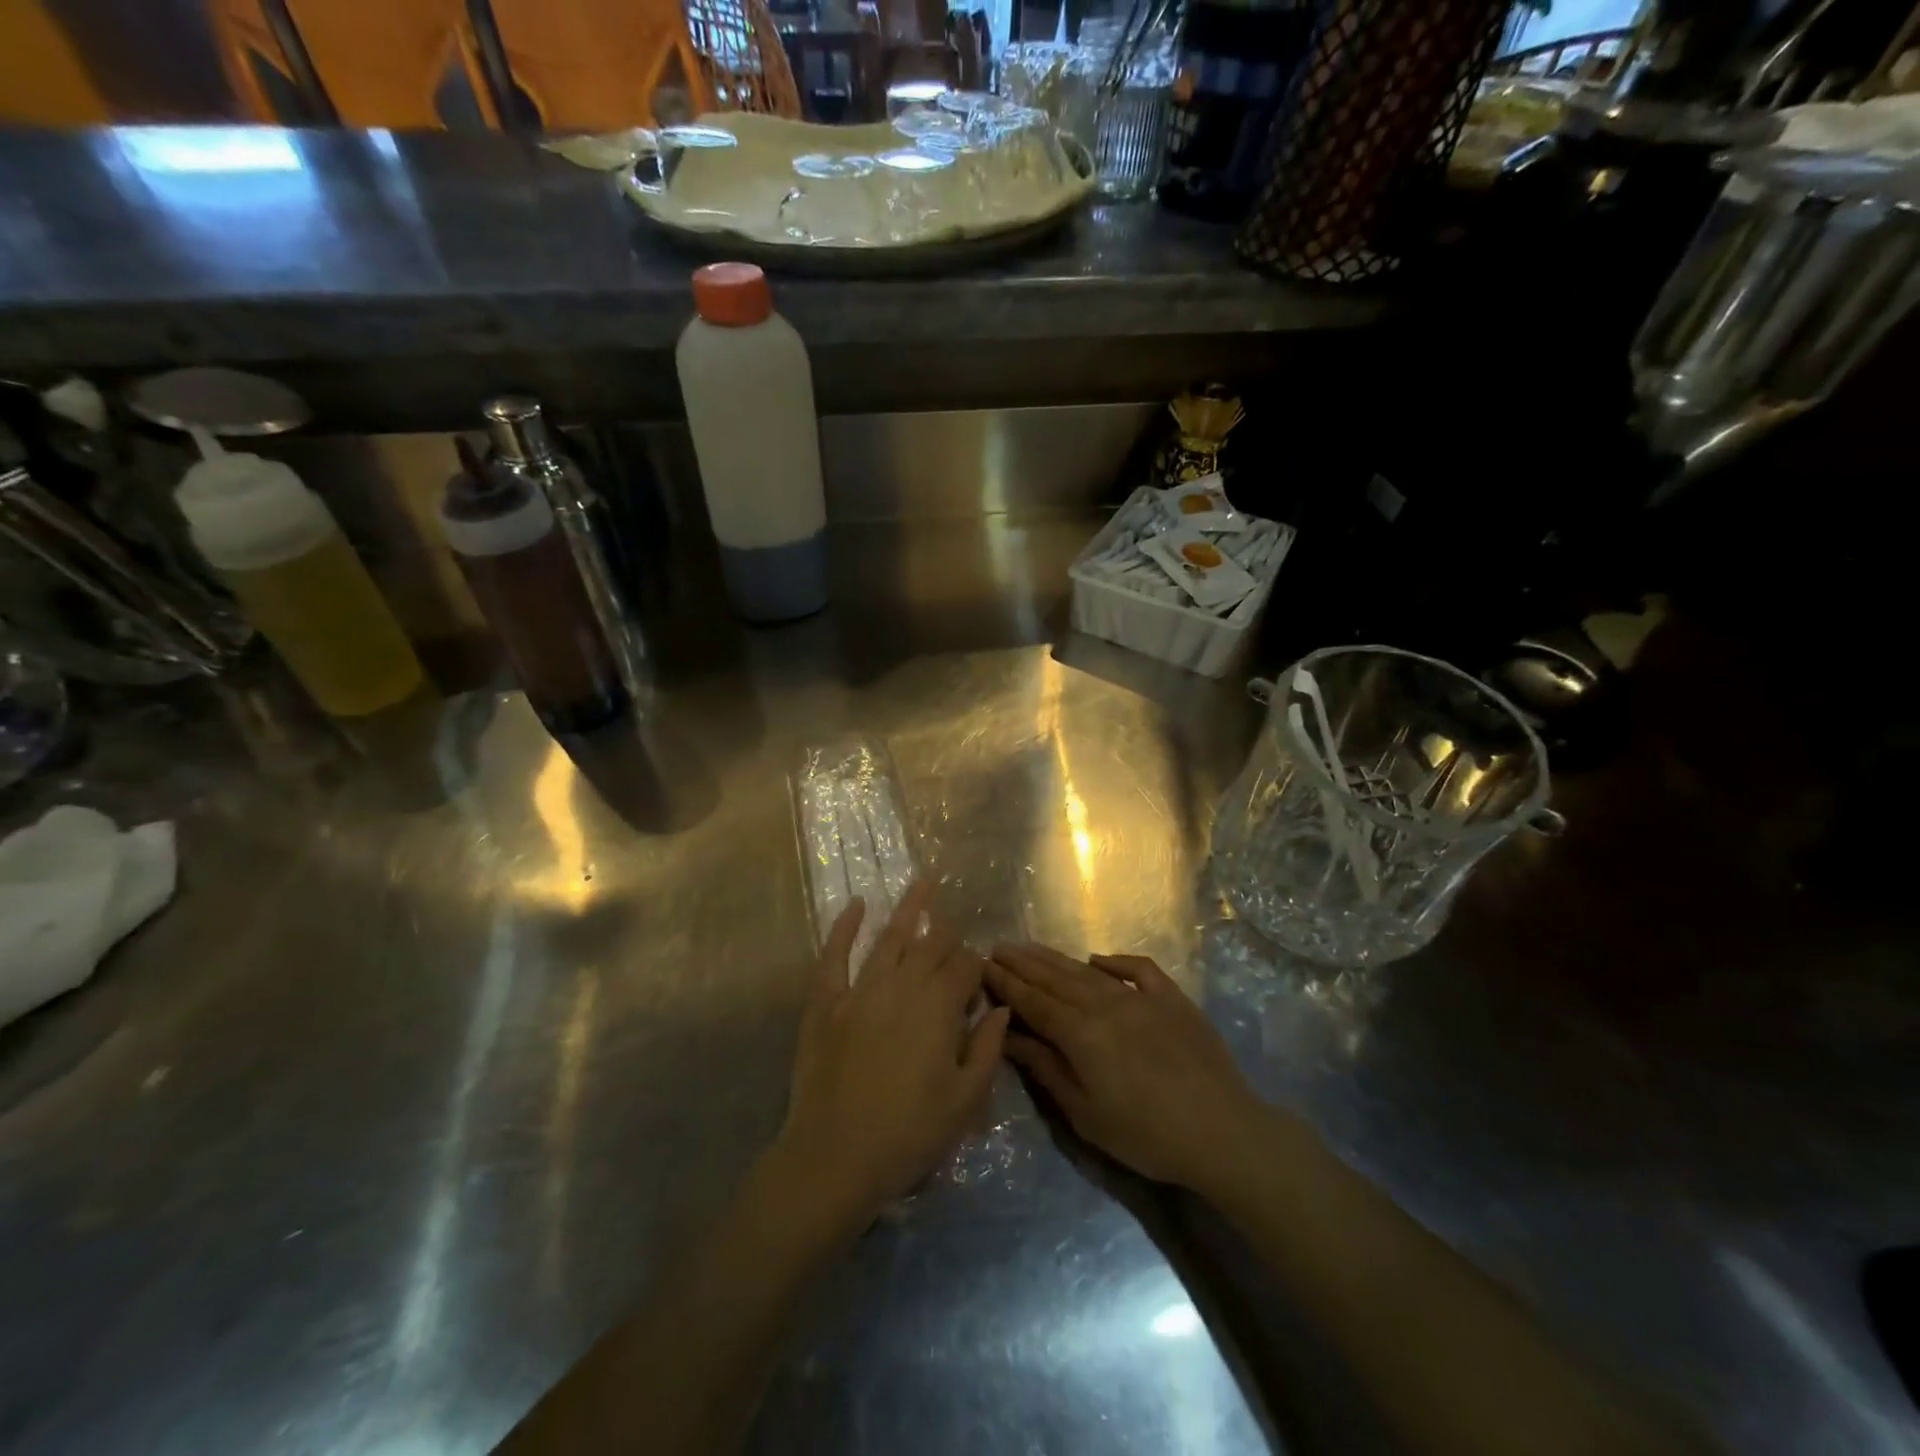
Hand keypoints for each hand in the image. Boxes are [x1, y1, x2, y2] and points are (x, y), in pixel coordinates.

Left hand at [779, 882, 1008, 1228]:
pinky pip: (835, 955)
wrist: (835, 1158)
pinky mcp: (826, 1001)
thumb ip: (988, 1048)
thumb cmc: (909, 1134)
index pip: (965, 967)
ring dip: (910, 908)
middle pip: (931, 947)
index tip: (979, 977)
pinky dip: (845, 927)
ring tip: (924, 881)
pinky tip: (856, 904)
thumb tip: (1001, 1008)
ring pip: (890, 937)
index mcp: (939, 1008)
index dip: (976, 966)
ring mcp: (860, 989)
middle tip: (956, 929)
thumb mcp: (965, 1100)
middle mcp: (903, 986)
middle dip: (948, 935)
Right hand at [986, 945, 1261, 1190]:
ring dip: (1056, 958)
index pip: (1033, 1001)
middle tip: (999, 947)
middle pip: (1055, 978)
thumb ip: (1046, 1069)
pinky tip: (1098, 960)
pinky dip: (1116, 961)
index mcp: (1081, 1033)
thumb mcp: (1085, 1114)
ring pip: (1089, 971)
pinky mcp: (1172, 999)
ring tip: (1031, 948)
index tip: (983, 964)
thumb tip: (1011, 1036)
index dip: (1006, 983)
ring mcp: (1141, 997)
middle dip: (1024, 963)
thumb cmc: (1146, 1135)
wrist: (1221, 1132)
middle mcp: (1105, 1004)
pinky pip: (1139, 970)